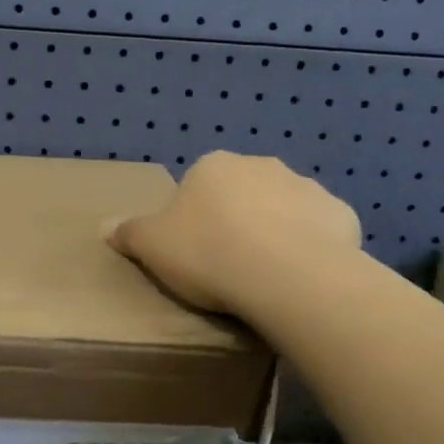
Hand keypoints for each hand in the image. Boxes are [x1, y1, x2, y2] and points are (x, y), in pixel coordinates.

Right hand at [107, 152, 361, 316]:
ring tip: (267, 276)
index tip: (194, 253)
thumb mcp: (151, 246)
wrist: (285, 273)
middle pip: (243, 194)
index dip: (193, 220)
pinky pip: (320, 231)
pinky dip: (313, 248)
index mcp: (213, 166)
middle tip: (228, 264)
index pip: (197, 187)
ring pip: (284, 210)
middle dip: (238, 221)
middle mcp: (261, 165)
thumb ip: (128, 232)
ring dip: (277, 232)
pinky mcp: (340, 214)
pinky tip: (302, 278)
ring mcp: (306, 187)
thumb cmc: (208, 253)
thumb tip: (103, 226)